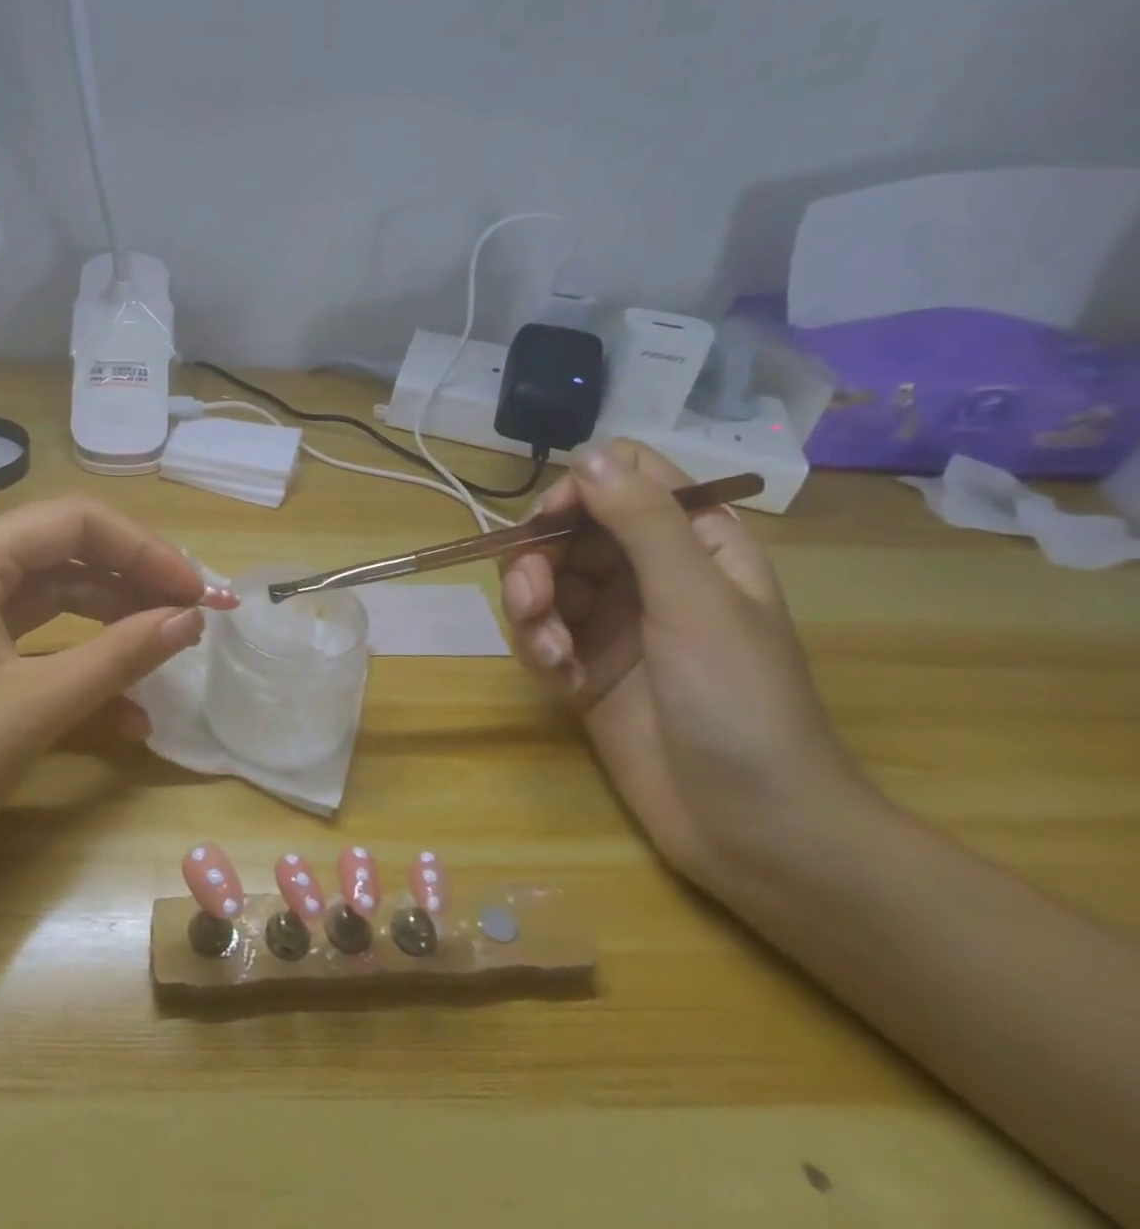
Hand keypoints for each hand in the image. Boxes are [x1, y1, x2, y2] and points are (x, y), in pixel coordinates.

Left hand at [0, 497, 232, 904]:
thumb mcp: (36, 706)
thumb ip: (120, 654)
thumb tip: (192, 619)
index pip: (73, 522)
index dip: (144, 550)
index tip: (196, 593)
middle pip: (66, 553)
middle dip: (133, 582)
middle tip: (192, 616)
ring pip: (56, 598)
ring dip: (114, 622)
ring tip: (170, 648)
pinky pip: (37, 644)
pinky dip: (82, 665)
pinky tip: (130, 713)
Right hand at [499, 440, 867, 884]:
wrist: (750, 825)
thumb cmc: (741, 702)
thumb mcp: (694, 600)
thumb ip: (642, 522)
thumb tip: (586, 454)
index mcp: (694, 543)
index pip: (624, 480)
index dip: (580, 491)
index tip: (553, 524)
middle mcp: (647, 573)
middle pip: (567, 530)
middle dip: (539, 560)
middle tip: (533, 598)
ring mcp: (612, 622)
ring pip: (542, 580)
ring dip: (530, 608)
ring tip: (549, 650)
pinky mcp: (583, 666)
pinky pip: (538, 631)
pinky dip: (537, 647)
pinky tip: (560, 678)